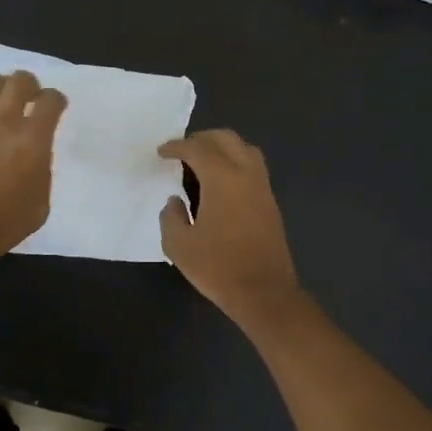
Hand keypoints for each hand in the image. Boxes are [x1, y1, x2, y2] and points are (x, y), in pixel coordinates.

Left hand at [0, 71, 66, 273]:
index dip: (56, 101)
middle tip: (29, 98)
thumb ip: (42, 173)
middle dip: (30, 85)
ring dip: (0, 89)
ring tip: (0, 104)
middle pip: (20, 80)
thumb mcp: (39, 205)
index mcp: (32, 139)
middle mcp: (3, 120)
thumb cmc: (0, 224)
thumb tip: (34, 158)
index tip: (56, 108)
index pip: (51, 101)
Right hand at [157, 129, 302, 327]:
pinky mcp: (270, 202)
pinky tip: (220, 184)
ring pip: (244, 149)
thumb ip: (171, 216)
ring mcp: (262, 187)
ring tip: (202, 163)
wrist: (264, 292)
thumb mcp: (179, 245)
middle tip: (182, 152)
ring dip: (222, 147)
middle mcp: (246, 173)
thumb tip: (175, 201)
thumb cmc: (218, 267)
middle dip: (201, 139)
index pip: (197, 148)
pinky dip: (234, 163)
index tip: (161, 153)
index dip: (176, 146)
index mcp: (222, 178)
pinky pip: (252, 167)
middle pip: (225, 138)